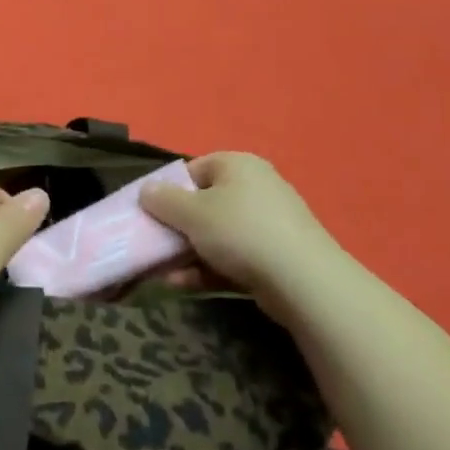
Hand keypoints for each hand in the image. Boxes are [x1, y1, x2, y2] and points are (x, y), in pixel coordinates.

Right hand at [139, 153, 339, 299]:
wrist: (303, 281)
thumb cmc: (240, 232)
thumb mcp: (191, 213)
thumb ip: (162, 200)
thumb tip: (146, 190)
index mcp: (238, 166)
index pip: (194, 169)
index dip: (168, 190)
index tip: (151, 213)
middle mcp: (256, 187)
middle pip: (203, 203)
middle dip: (176, 227)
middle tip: (154, 243)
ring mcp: (269, 223)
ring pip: (216, 234)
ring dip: (187, 252)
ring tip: (164, 272)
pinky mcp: (276, 255)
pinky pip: (232, 256)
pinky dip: (208, 268)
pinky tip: (184, 284)